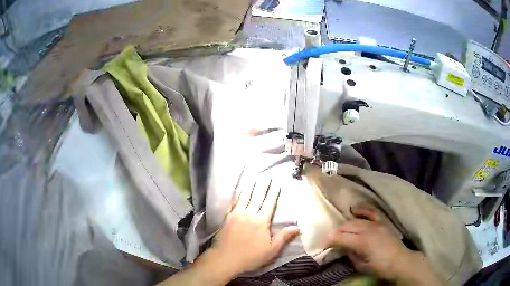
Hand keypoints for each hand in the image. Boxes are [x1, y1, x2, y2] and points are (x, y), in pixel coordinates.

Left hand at [210, 177, 299, 274]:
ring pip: (245, 196)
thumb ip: (284, 237)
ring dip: (251, 186)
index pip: (269, 203)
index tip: (277, 182)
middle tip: (267, 175)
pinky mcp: (227, 217)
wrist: (225, 258)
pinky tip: (238, 190)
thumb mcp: (271, 250)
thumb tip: (297, 227)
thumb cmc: (251, 256)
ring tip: (254, 177)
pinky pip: (234, 202)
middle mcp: (249, 214)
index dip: (273, 192)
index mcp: (261, 221)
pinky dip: (237, 195)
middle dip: (263, 185)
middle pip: (257, 196)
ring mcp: (237, 214)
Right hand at [328, 205, 444, 284]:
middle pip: (346, 227)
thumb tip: (342, 248)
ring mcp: (376, 223)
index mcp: (362, 242)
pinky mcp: (382, 222)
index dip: (330, 240)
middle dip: (336, 233)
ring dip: (345, 225)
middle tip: (331, 240)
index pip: (340, 237)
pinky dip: (361, 209)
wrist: (400, 261)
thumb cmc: (380, 267)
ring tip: (341, 231)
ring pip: (355, 220)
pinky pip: (370, 211)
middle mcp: (368, 229)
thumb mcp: (361, 266)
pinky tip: (354, 209)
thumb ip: (350, 254)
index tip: (325, 245)